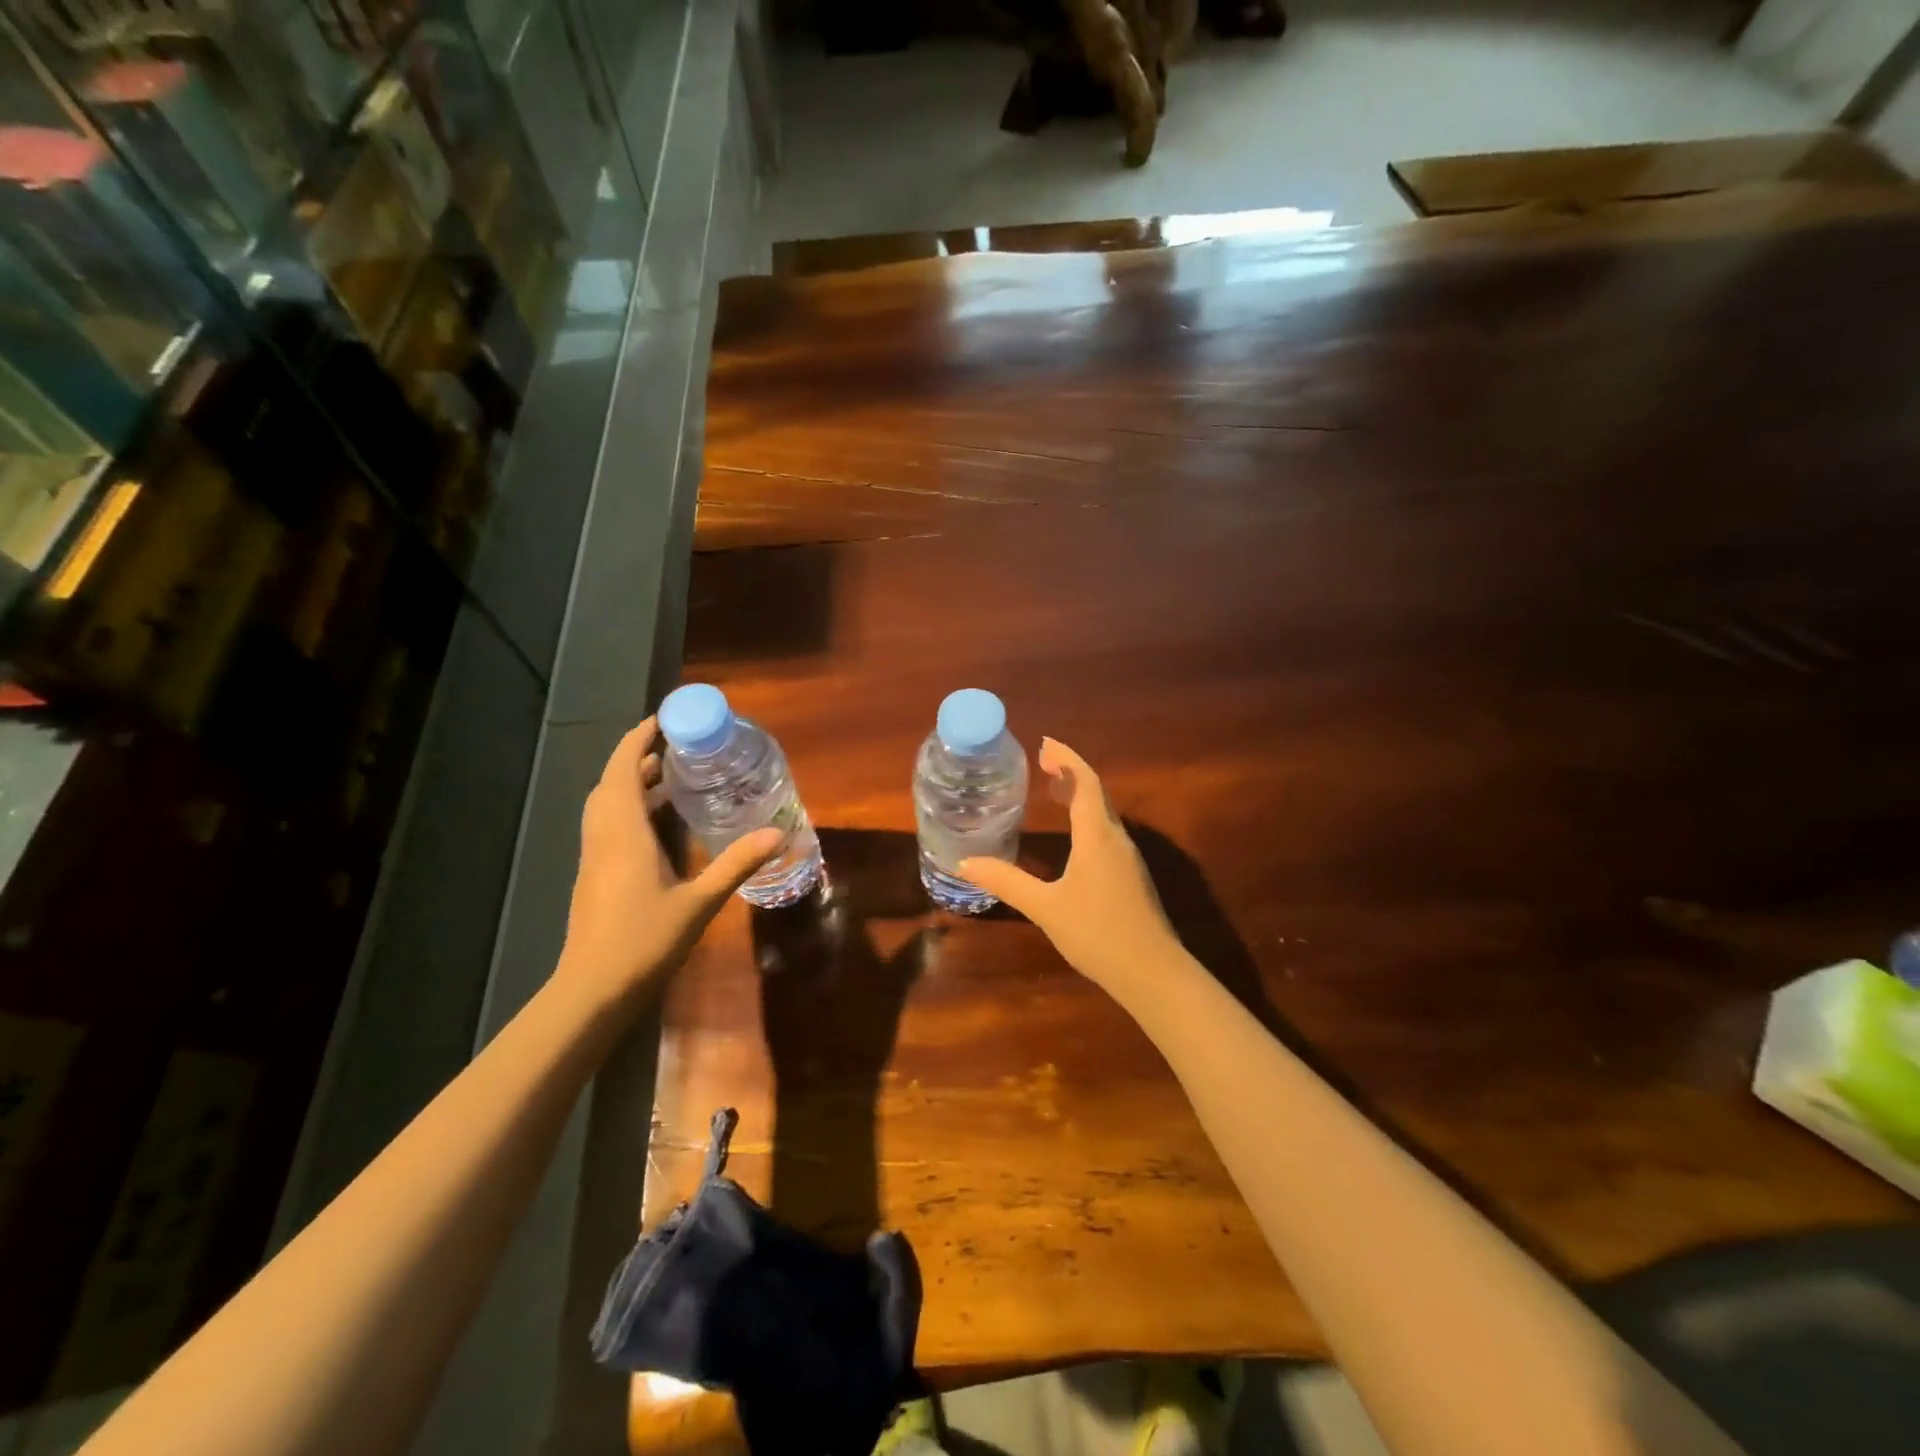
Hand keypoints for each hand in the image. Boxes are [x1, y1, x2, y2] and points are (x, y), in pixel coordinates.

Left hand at [556, 718, 781, 1004]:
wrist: (593, 989)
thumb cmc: (645, 940)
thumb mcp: (700, 901)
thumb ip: (737, 864)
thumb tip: (778, 833)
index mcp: (624, 833)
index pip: (622, 771)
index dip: (636, 741)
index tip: (660, 720)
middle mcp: (604, 837)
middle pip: (610, 783)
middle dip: (637, 759)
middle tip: (674, 750)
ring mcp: (594, 857)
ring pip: (605, 805)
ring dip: (630, 785)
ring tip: (669, 779)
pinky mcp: (594, 876)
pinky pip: (607, 826)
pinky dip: (628, 810)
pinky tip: (658, 826)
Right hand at [960, 738, 1182, 994]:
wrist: (1154, 974)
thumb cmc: (1097, 933)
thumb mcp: (1045, 908)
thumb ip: (1006, 882)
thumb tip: (965, 863)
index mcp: (1097, 836)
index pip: (1085, 782)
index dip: (1066, 758)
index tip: (1044, 744)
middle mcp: (1117, 839)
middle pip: (1096, 793)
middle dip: (1070, 773)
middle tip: (1043, 764)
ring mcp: (1128, 859)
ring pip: (1104, 814)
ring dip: (1080, 796)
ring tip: (1053, 792)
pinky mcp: (1131, 878)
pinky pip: (1107, 833)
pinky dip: (1086, 819)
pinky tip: (1073, 838)